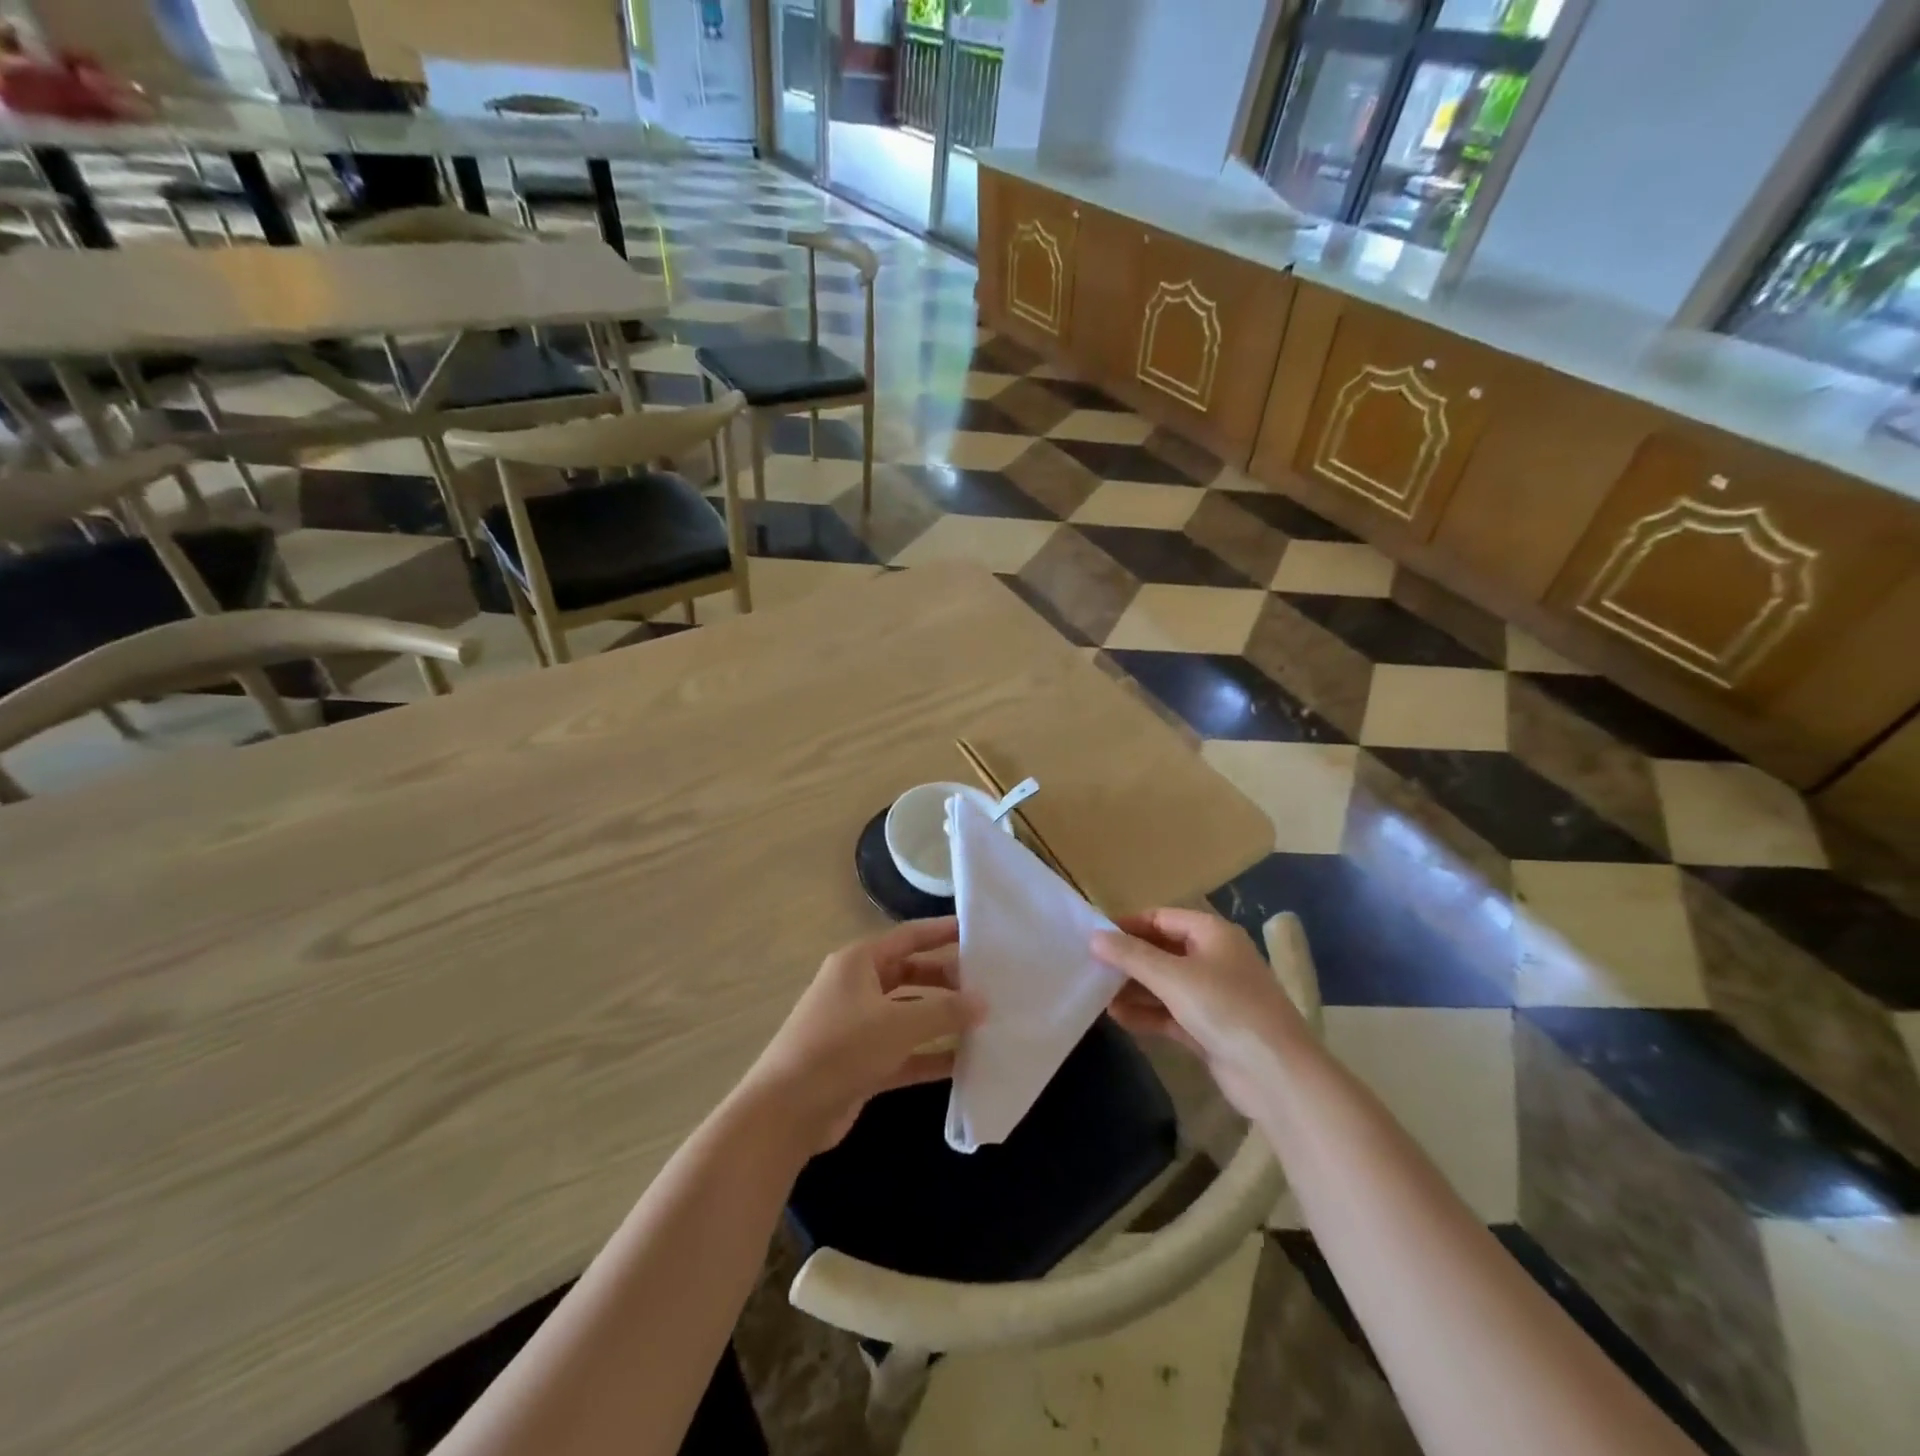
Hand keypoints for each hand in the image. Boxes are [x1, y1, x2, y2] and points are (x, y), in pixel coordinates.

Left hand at [739, 918, 983, 1152]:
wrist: (786, 1111)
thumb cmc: (841, 1049)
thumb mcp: (897, 1024)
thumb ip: (944, 1010)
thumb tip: (983, 1001)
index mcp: (859, 962)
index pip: (909, 937)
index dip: (942, 932)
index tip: (978, 932)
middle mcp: (858, 988)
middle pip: (911, 975)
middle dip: (948, 980)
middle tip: (989, 985)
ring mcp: (859, 1028)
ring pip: (910, 1015)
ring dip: (942, 1020)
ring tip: (985, 1022)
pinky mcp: (862, 1064)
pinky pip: (905, 1052)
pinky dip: (930, 1056)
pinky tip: (965, 1063)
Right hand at [1092, 908, 1310, 1116]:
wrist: (1277, 1075)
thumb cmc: (1225, 1009)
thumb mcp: (1173, 977)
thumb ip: (1131, 956)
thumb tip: (1094, 936)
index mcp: (1212, 934)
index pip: (1161, 917)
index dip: (1127, 925)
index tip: (1094, 936)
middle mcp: (1213, 959)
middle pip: (1161, 950)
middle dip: (1128, 960)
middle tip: (1091, 967)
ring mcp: (1213, 995)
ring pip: (1164, 984)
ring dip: (1134, 989)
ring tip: (1097, 995)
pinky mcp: (1209, 1028)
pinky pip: (1170, 1013)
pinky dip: (1147, 1014)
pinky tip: (1118, 1018)